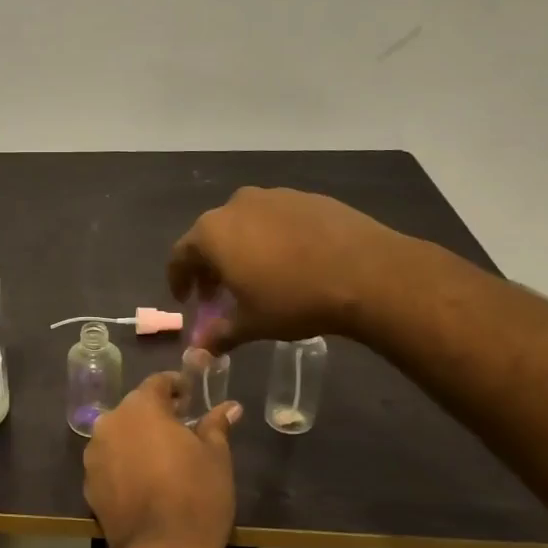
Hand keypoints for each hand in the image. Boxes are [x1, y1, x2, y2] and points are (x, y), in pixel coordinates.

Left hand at [83, 374, 239, 547]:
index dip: (176, 386)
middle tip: (182, 430)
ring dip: (138, 440)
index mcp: (140, 408)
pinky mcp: (88, 484)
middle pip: (134, 409)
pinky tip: (145, 483)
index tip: (191, 398)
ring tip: (163, 459)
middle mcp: (110, 423)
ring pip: (119, 436)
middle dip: (156, 415)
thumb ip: (216, 425)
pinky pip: (110, 463)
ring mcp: (94, 454)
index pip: (157, 382)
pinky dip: (125, 465)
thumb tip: (228, 407)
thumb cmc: (196, 495)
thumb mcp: (216, 456)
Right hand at [167, 186, 408, 351]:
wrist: (368, 273)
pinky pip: (277, 219)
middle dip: (210, 265)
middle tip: (219, 292)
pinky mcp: (307, 197)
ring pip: (245, 224)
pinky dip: (272, 238)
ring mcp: (274, 196)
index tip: (186, 299)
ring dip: (241, 248)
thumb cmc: (294, 299)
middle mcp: (236, 206)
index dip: (179, 280)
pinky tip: (291, 262)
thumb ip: (220, 334)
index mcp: (212, 233)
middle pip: (211, 236)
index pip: (180, 255)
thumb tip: (200, 350)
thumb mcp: (251, 324)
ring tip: (257, 276)